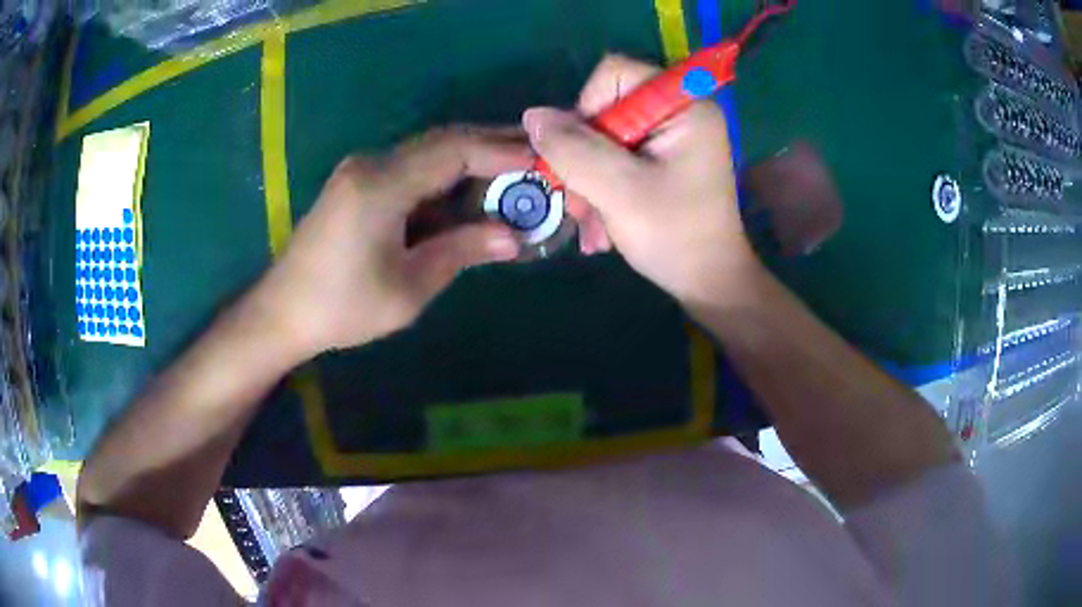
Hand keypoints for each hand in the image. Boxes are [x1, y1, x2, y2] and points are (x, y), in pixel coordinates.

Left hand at [255, 127, 529, 358]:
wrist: (282, 312)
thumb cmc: (342, 307)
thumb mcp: (409, 288)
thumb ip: (461, 251)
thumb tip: (512, 237)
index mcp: (382, 184)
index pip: (455, 150)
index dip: (502, 152)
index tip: (542, 161)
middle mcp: (372, 164)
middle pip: (443, 141)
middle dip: (492, 146)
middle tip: (536, 158)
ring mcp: (361, 171)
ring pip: (428, 152)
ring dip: (470, 159)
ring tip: (513, 173)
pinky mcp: (357, 184)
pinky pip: (411, 168)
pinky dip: (445, 175)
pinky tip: (468, 190)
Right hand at [523, 55, 758, 305]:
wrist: (710, 284)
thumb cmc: (675, 236)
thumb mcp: (619, 190)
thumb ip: (574, 149)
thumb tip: (533, 116)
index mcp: (683, 106)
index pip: (615, 74)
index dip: (587, 109)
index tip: (587, 156)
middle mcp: (679, 112)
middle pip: (606, 108)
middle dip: (584, 157)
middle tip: (579, 203)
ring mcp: (672, 137)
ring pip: (605, 138)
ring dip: (589, 181)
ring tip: (591, 225)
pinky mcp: (664, 160)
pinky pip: (618, 158)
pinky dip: (603, 189)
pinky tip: (602, 227)